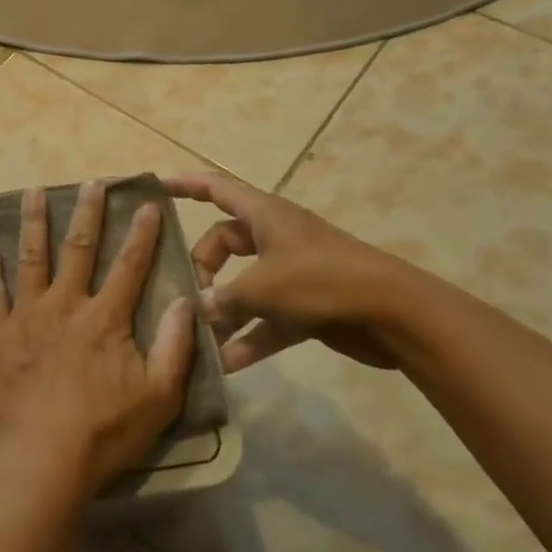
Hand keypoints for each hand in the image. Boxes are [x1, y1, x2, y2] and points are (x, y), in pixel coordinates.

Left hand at [0, 181, 194, 498]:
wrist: (42, 457)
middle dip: (87, 212)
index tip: (145, 203)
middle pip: (78, 248)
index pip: (129, 265)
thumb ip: (175, 346)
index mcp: (105, 318)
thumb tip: (186, 300)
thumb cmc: (104, 431)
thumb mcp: (159, 397)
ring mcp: (27, 314)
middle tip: (91, 181)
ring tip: (33, 191)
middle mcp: (65, 304)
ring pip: (31, 257)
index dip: (141, 233)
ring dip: (33, 222)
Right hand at [162, 170, 418, 372]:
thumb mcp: (262, 287)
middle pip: (223, 244)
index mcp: (264, 215)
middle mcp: (274, 238)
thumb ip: (223, 298)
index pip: (216, 188)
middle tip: (187, 296)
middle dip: (202, 269)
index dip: (185, 185)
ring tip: (197, 338)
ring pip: (243, 286)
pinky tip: (226, 366)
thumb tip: (197, 310)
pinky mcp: (306, 307)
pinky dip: (249, 338)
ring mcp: (292, 273)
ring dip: (223, 311)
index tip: (155, 188)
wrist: (395, 314)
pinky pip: (266, 319)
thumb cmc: (322, 281)